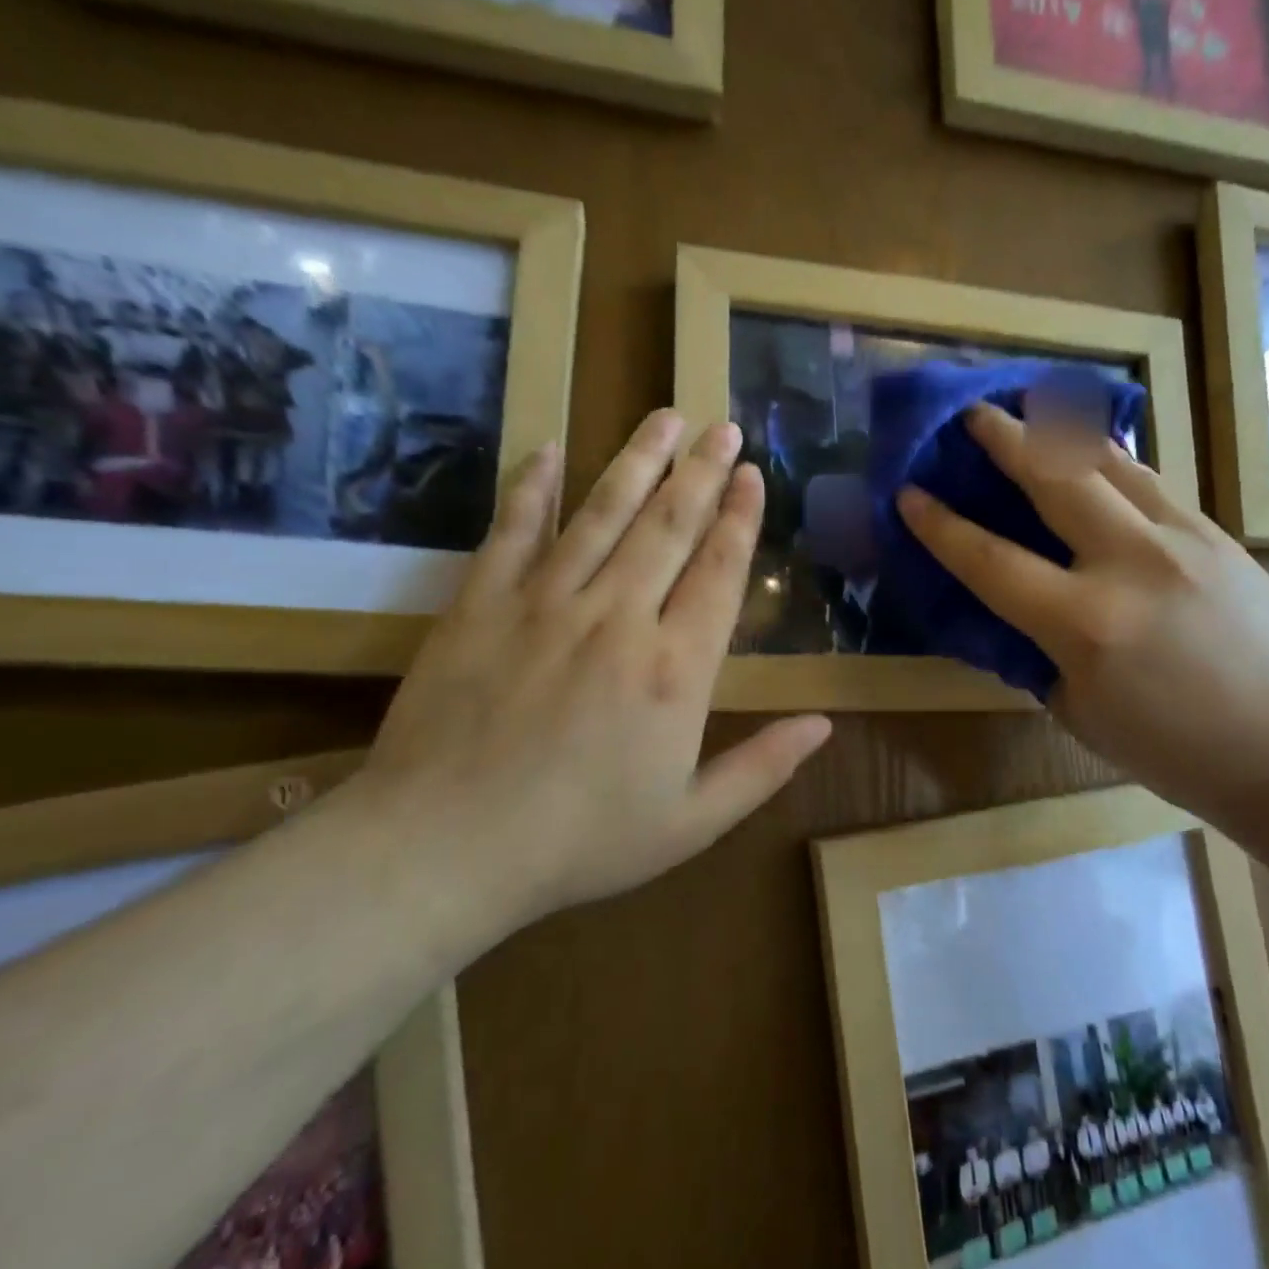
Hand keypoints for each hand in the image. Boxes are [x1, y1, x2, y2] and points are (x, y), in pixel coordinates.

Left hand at [357, 412, 830, 926]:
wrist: (443, 850)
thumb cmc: (580, 842)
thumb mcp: (692, 822)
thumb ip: (763, 767)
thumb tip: (824, 724)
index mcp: (676, 669)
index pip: (720, 571)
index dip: (741, 519)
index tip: (754, 476)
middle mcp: (619, 617)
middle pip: (670, 525)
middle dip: (702, 471)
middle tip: (722, 426)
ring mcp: (545, 603)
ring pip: (603, 513)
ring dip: (638, 461)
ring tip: (665, 418)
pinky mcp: (481, 604)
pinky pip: (513, 530)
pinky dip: (532, 487)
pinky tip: (549, 450)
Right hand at [895, 403, 1268, 831]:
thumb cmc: (1171, 751)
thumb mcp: (1078, 711)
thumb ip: (1038, 650)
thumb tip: (1014, 605)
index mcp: (1085, 625)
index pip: (990, 562)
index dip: (941, 526)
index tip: (909, 494)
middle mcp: (1131, 564)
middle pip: (1054, 478)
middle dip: (1005, 438)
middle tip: (972, 413)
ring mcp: (1183, 540)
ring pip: (1110, 463)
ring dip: (1060, 431)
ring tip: (1031, 407)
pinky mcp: (1218, 535)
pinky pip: (1151, 483)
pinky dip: (1112, 462)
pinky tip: (1096, 456)